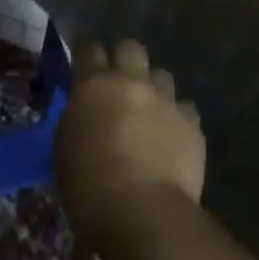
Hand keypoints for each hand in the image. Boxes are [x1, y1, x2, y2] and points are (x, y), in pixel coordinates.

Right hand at [53, 39, 204, 247]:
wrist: (141, 210)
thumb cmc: (88, 183)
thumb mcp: (65, 145)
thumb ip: (79, 117)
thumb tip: (87, 112)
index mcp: (95, 84)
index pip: (88, 49)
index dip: (86, 54)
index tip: (83, 64)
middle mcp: (133, 83)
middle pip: (131, 48)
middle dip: (124, 60)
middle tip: (118, 83)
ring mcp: (167, 101)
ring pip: (162, 76)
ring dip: (154, 88)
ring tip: (149, 112)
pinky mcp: (192, 124)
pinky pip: (185, 109)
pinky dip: (177, 118)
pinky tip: (170, 137)